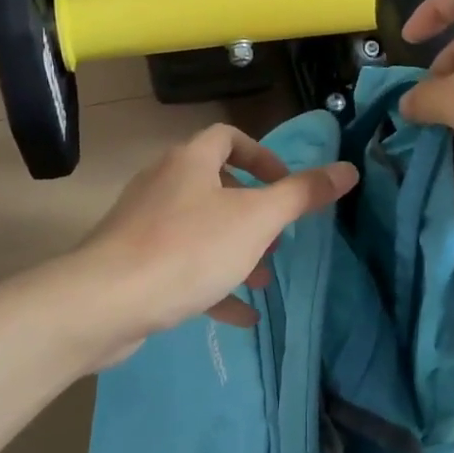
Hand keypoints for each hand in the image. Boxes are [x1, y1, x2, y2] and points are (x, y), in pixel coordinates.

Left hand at [75, 123, 357, 361]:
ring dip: (235, 250)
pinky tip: (240, 315)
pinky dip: (212, 285)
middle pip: (215, 185)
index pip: (227, 137)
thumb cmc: (188, 249)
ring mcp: (144, 225)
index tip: (283, 185)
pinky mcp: (132, 264)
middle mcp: (163, 184)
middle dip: (252, 212)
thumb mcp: (256, 220)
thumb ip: (302, 195)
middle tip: (277, 238)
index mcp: (190, 162)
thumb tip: (347, 169)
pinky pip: (181, 267)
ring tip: (263, 280)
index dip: (261, 156)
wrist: (106, 303)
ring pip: (200, 229)